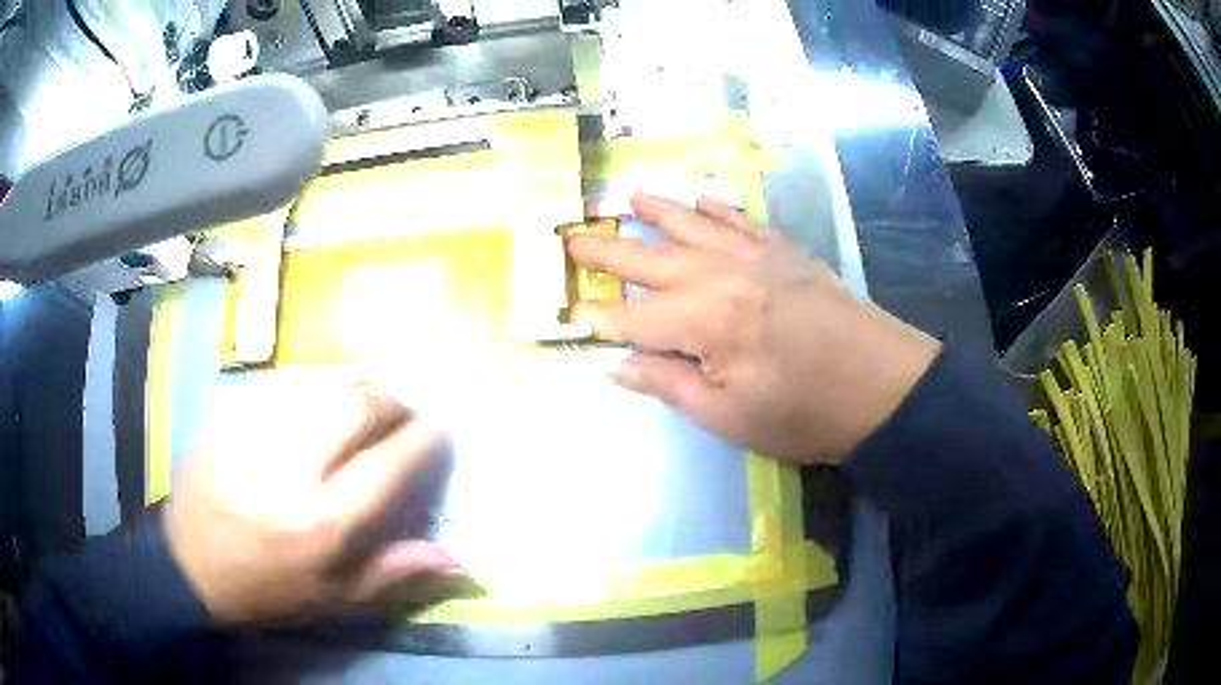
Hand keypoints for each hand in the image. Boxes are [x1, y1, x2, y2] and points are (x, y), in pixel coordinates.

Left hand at [165, 374, 465, 622]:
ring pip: (323, 383)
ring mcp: (254, 432)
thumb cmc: (267, 587)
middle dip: (394, 403)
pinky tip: (321, 402)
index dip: (424, 442)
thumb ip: (396, 572)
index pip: (387, 467)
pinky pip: (287, 384)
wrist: (188, 562)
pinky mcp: (231, 414)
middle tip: (403, 414)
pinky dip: (317, 387)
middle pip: (357, 406)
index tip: (440, 431)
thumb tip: (459, 559)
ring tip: (370, 401)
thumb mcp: (334, 597)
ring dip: (359, 386)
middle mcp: (289, 469)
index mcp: (319, 525)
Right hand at [568, 193, 940, 463]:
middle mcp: (721, 274)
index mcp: (704, 320)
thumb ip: (669, 384)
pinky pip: (742, 220)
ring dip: (658, 210)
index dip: (601, 319)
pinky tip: (703, 199)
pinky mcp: (784, 251)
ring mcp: (756, 255)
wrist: (882, 387)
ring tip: (628, 196)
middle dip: (606, 250)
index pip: (634, 317)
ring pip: (694, 224)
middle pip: (650, 258)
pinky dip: (719, 208)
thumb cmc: (804, 413)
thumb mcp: (729, 416)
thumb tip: (617, 364)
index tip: (570, 315)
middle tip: (571, 237)